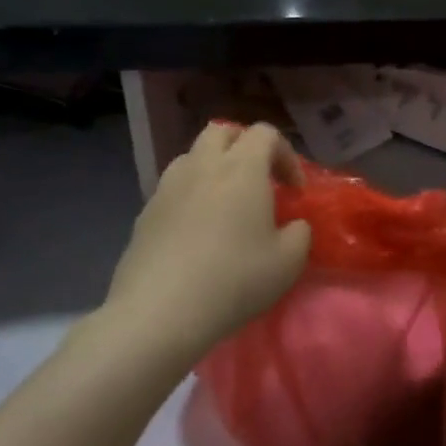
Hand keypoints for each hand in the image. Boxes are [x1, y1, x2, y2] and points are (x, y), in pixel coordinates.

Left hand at [107, 123, 311, 357]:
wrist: (158, 313)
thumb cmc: (233, 279)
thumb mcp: (288, 262)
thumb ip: (300, 233)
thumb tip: (294, 225)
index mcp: (242, 168)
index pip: (266, 133)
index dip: (286, 155)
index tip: (294, 190)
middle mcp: (203, 166)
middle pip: (223, 131)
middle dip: (244, 146)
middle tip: (258, 179)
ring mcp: (168, 187)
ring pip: (193, 156)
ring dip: (213, 167)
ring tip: (224, 200)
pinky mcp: (144, 213)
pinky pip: (172, 187)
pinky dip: (189, 194)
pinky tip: (196, 229)